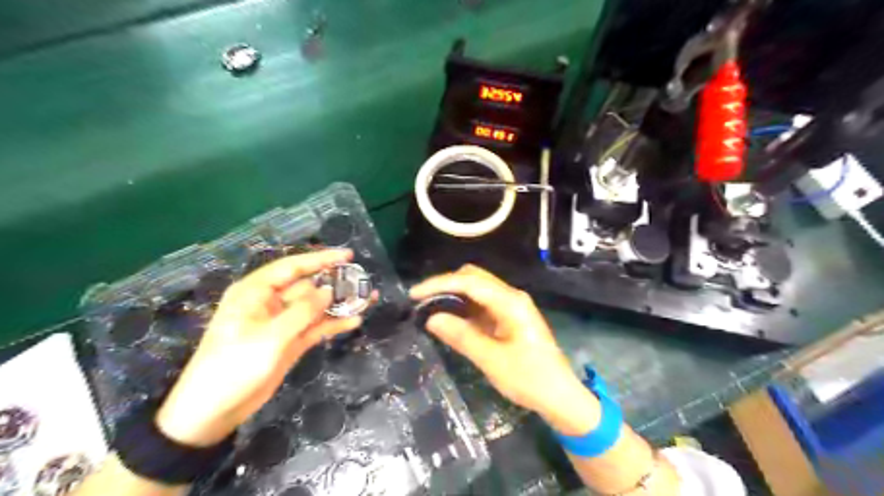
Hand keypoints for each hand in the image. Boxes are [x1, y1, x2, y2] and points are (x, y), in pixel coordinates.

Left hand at [154, 249, 357, 446]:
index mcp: (256, 292)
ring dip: (340, 305)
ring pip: (316, 307)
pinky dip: (334, 324)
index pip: (293, 267)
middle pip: (309, 286)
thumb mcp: (269, 337)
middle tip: (364, 281)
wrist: (213, 412)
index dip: (321, 259)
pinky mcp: (290, 342)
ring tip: (369, 299)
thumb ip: (302, 312)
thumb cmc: (233, 366)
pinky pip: (316, 327)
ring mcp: (282, 323)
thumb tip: (329, 290)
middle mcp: (270, 303)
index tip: (349, 255)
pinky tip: (355, 321)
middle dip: (336, 283)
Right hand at [409, 266, 599, 435]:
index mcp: (510, 302)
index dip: (439, 284)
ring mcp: (511, 306)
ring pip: (476, 289)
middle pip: (473, 277)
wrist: (560, 396)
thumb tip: (431, 318)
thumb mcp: (492, 360)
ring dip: (453, 295)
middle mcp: (511, 297)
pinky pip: (481, 304)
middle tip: (421, 301)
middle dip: (445, 284)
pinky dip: (463, 307)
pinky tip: (449, 318)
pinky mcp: (508, 317)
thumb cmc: (529, 379)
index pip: (469, 281)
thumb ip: (461, 336)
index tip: (414, 294)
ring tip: (429, 308)